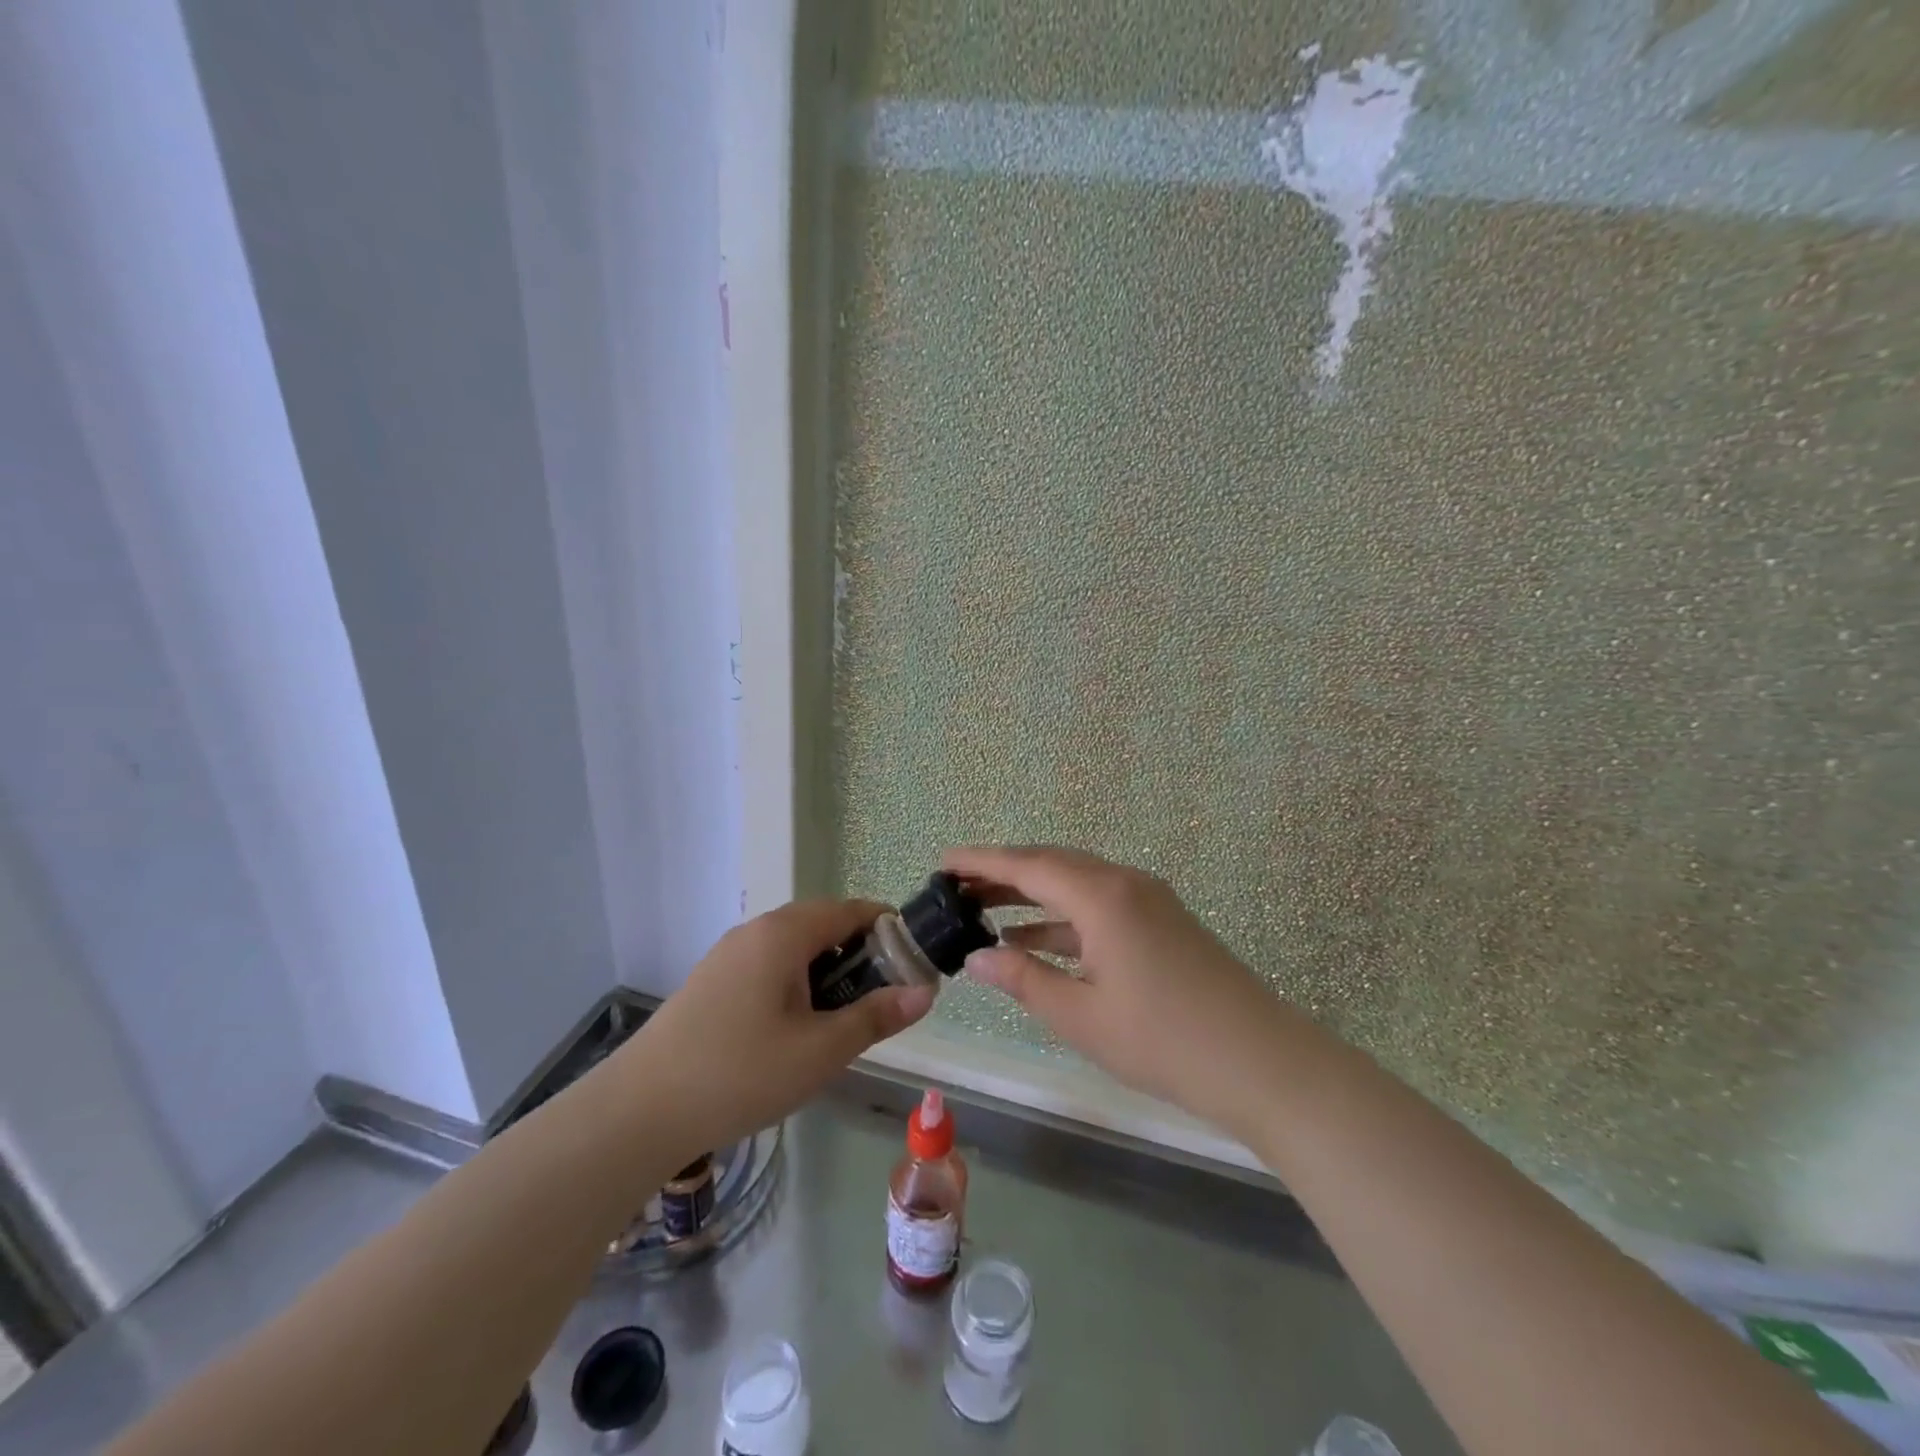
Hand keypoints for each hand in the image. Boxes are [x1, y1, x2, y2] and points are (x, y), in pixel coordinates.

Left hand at [621, 900, 934, 1155]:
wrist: (638, 1112)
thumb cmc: (741, 1074)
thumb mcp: (821, 1050)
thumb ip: (876, 1016)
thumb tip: (925, 991)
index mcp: (784, 933)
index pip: (851, 910)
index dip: (888, 930)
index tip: (912, 964)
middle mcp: (755, 931)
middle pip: (822, 925)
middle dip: (859, 955)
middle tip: (878, 1001)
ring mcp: (728, 955)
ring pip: (794, 948)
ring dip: (826, 972)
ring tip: (838, 1021)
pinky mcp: (710, 981)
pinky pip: (767, 967)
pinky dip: (794, 984)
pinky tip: (792, 1031)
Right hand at [945, 846, 1296, 1137]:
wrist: (1263, 1063)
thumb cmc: (1164, 1041)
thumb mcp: (1081, 1016)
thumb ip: (1025, 980)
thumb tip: (977, 957)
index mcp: (1102, 896)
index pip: (1027, 865)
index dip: (980, 861)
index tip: (942, 861)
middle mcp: (1124, 883)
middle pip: (1051, 864)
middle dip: (1002, 873)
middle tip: (956, 886)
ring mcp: (1148, 900)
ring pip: (1075, 883)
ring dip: (1031, 895)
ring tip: (983, 910)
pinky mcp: (1161, 922)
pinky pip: (1098, 906)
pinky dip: (1062, 918)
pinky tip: (1034, 940)